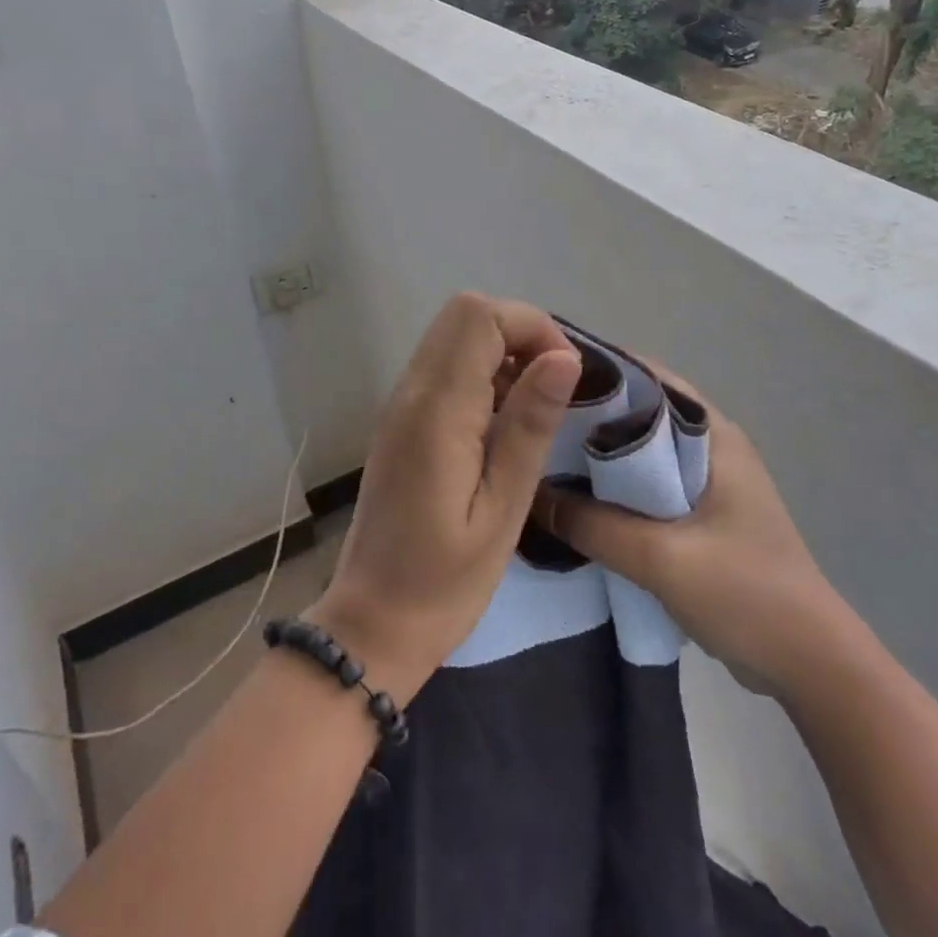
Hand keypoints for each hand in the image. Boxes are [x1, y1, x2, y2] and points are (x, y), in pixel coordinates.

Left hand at [308, 294, 581, 702]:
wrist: (373, 622)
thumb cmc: (445, 580)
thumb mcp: (503, 508)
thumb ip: (529, 425)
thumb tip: (564, 357)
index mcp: (436, 410)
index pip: (479, 316)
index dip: (532, 327)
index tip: (565, 376)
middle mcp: (411, 392)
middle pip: (464, 314)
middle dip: (519, 333)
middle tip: (552, 389)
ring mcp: (400, 404)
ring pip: (453, 336)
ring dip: (501, 353)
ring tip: (531, 412)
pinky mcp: (401, 421)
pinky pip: (444, 368)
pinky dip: (481, 374)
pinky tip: (500, 427)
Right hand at [533, 367, 836, 690]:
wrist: (810, 664)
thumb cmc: (745, 593)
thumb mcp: (661, 558)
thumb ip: (593, 526)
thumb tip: (532, 496)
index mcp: (712, 434)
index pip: (645, 378)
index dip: (595, 372)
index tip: (541, 375)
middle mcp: (708, 447)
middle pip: (637, 415)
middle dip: (585, 417)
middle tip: (528, 422)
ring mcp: (705, 483)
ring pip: (637, 456)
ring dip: (595, 459)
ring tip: (538, 459)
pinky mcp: (698, 517)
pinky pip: (643, 490)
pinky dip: (610, 492)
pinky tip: (571, 504)